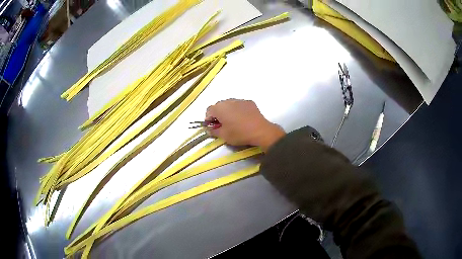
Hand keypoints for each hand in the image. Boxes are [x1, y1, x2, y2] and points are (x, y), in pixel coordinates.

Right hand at [206, 99, 284, 151]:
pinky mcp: (249, 102)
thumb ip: (213, 131)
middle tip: (222, 125)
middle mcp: (228, 101)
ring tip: (233, 122)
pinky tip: (243, 119)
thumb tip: (209, 129)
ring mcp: (240, 100)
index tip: (213, 127)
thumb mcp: (223, 136)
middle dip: (218, 114)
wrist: (260, 131)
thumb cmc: (239, 133)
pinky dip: (238, 110)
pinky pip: (239, 105)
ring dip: (228, 111)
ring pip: (229, 104)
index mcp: (219, 108)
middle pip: (219, 106)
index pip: (208, 111)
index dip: (209, 119)